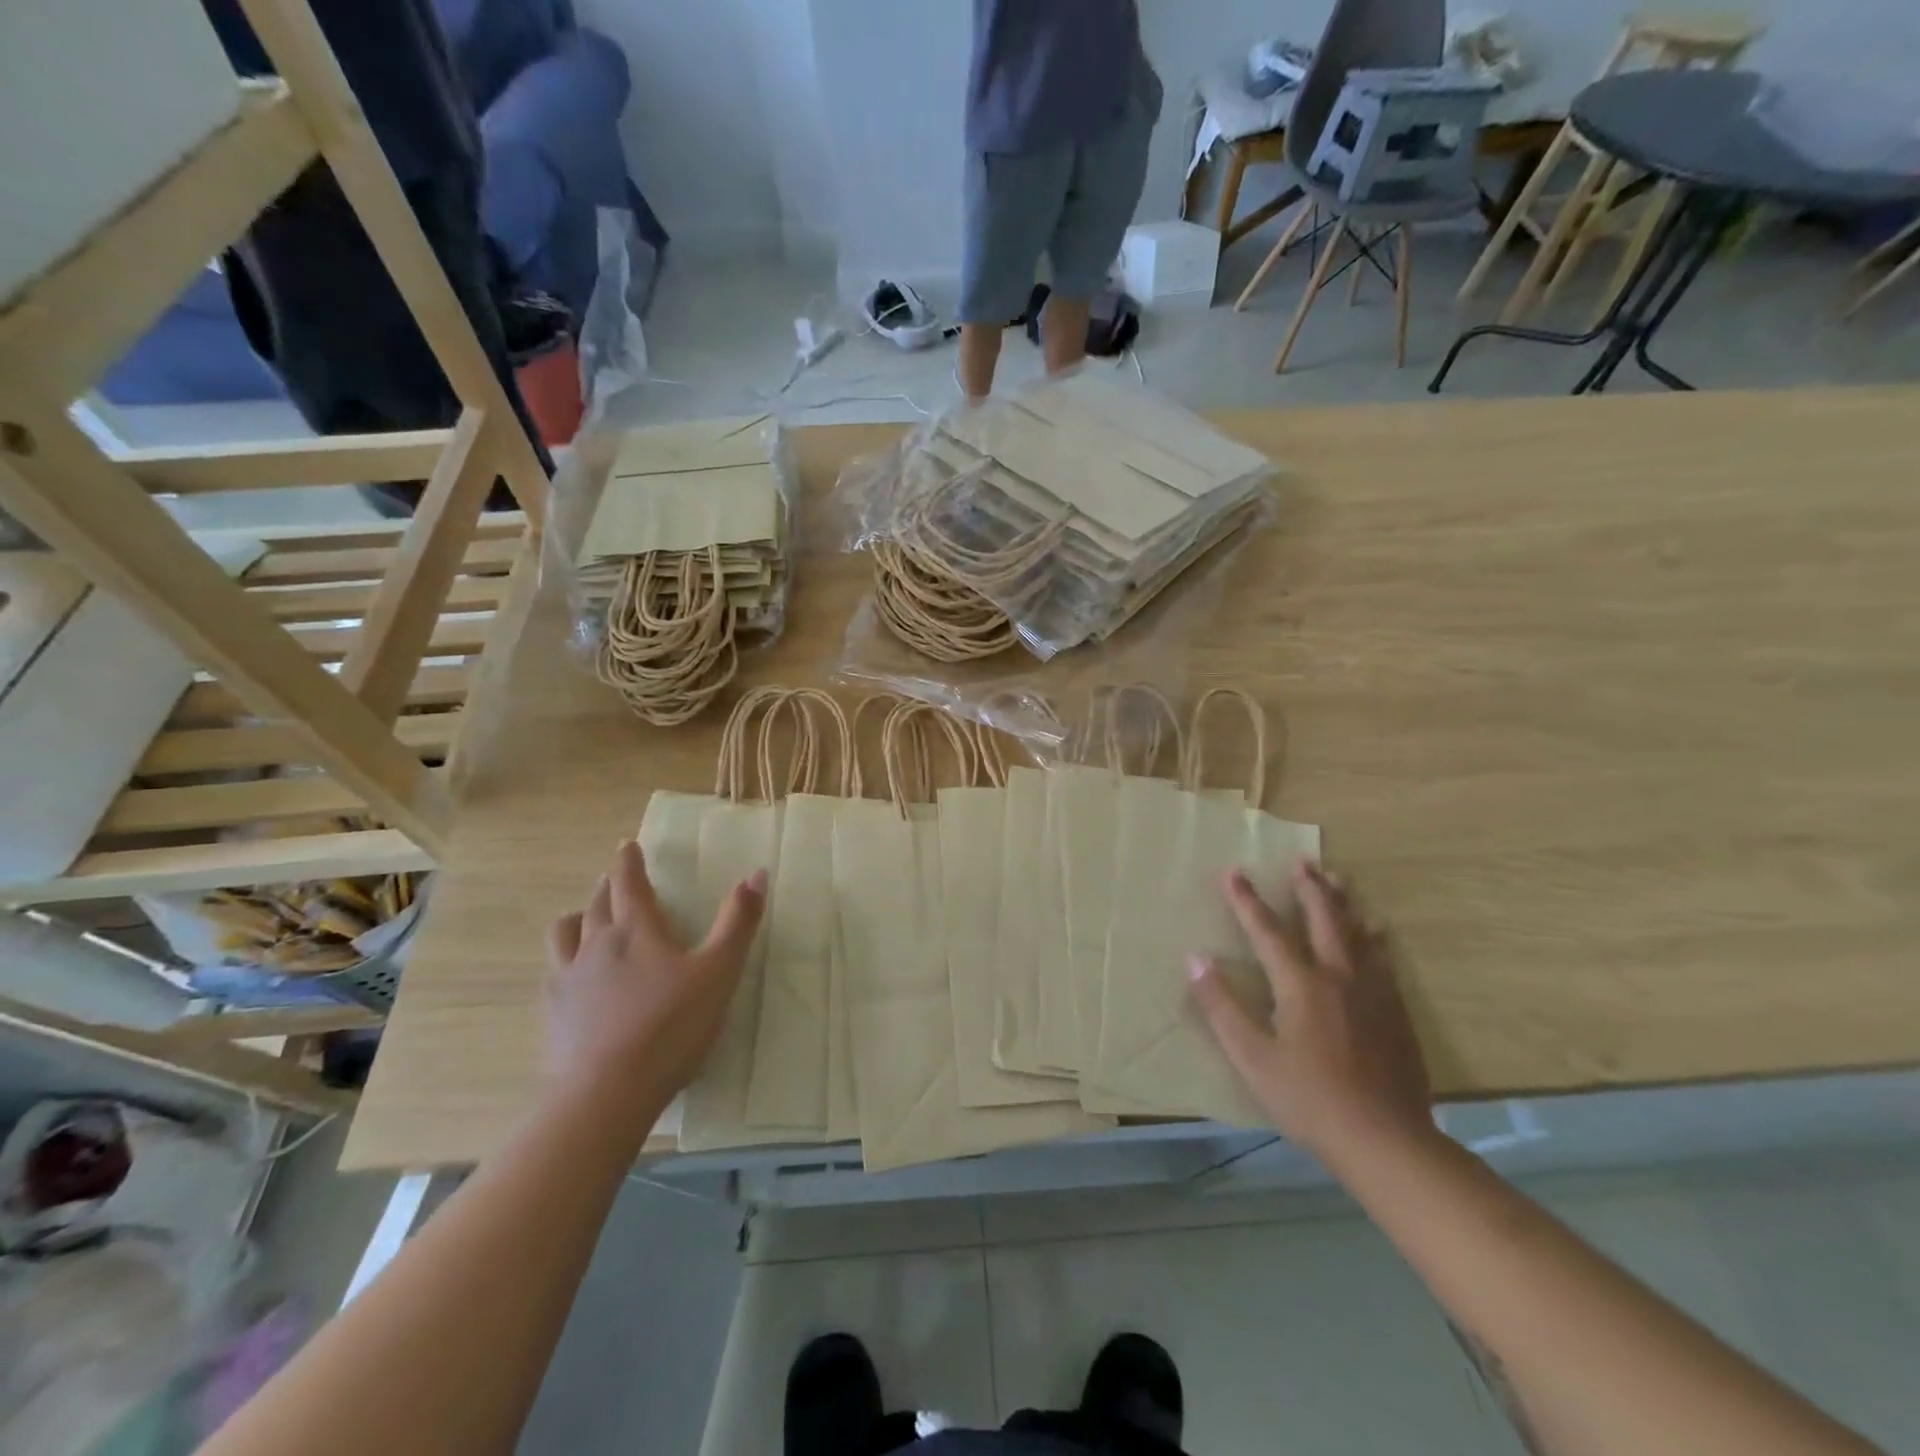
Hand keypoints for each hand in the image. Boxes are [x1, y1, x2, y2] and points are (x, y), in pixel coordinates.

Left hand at [544, 841, 765, 1113]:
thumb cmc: (671, 1027)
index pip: (629, 883)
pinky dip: (564, 960)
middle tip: (616, 879)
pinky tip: (572, 977)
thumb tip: (756, 873)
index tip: (626, 845)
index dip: (629, 861)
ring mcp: (568, 979)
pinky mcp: (553, 1014)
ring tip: (585, 920)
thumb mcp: (719, 972)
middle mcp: (596, 944)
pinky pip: (553, 972)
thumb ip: (738, 922)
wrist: (606, 1093)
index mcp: (636, 930)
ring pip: (565, 933)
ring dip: (578, 918)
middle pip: (597, 903)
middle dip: (608, 886)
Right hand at [1188, 861, 1432, 1161]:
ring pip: (1358, 932)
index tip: (1233, 872)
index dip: (1246, 900)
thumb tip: (1196, 958)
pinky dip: (1374, 936)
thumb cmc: (1309, 1099)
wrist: (1386, 1141)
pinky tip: (1377, 932)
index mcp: (1300, 984)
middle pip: (1324, 918)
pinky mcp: (1397, 1011)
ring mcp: (1374, 992)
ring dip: (1344, 902)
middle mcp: (1339, 975)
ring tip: (1338, 878)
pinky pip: (1384, 958)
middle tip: (1302, 861)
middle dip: (1309, 887)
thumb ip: (1221, 1005)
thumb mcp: (1251, 1057)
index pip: (1267, 930)